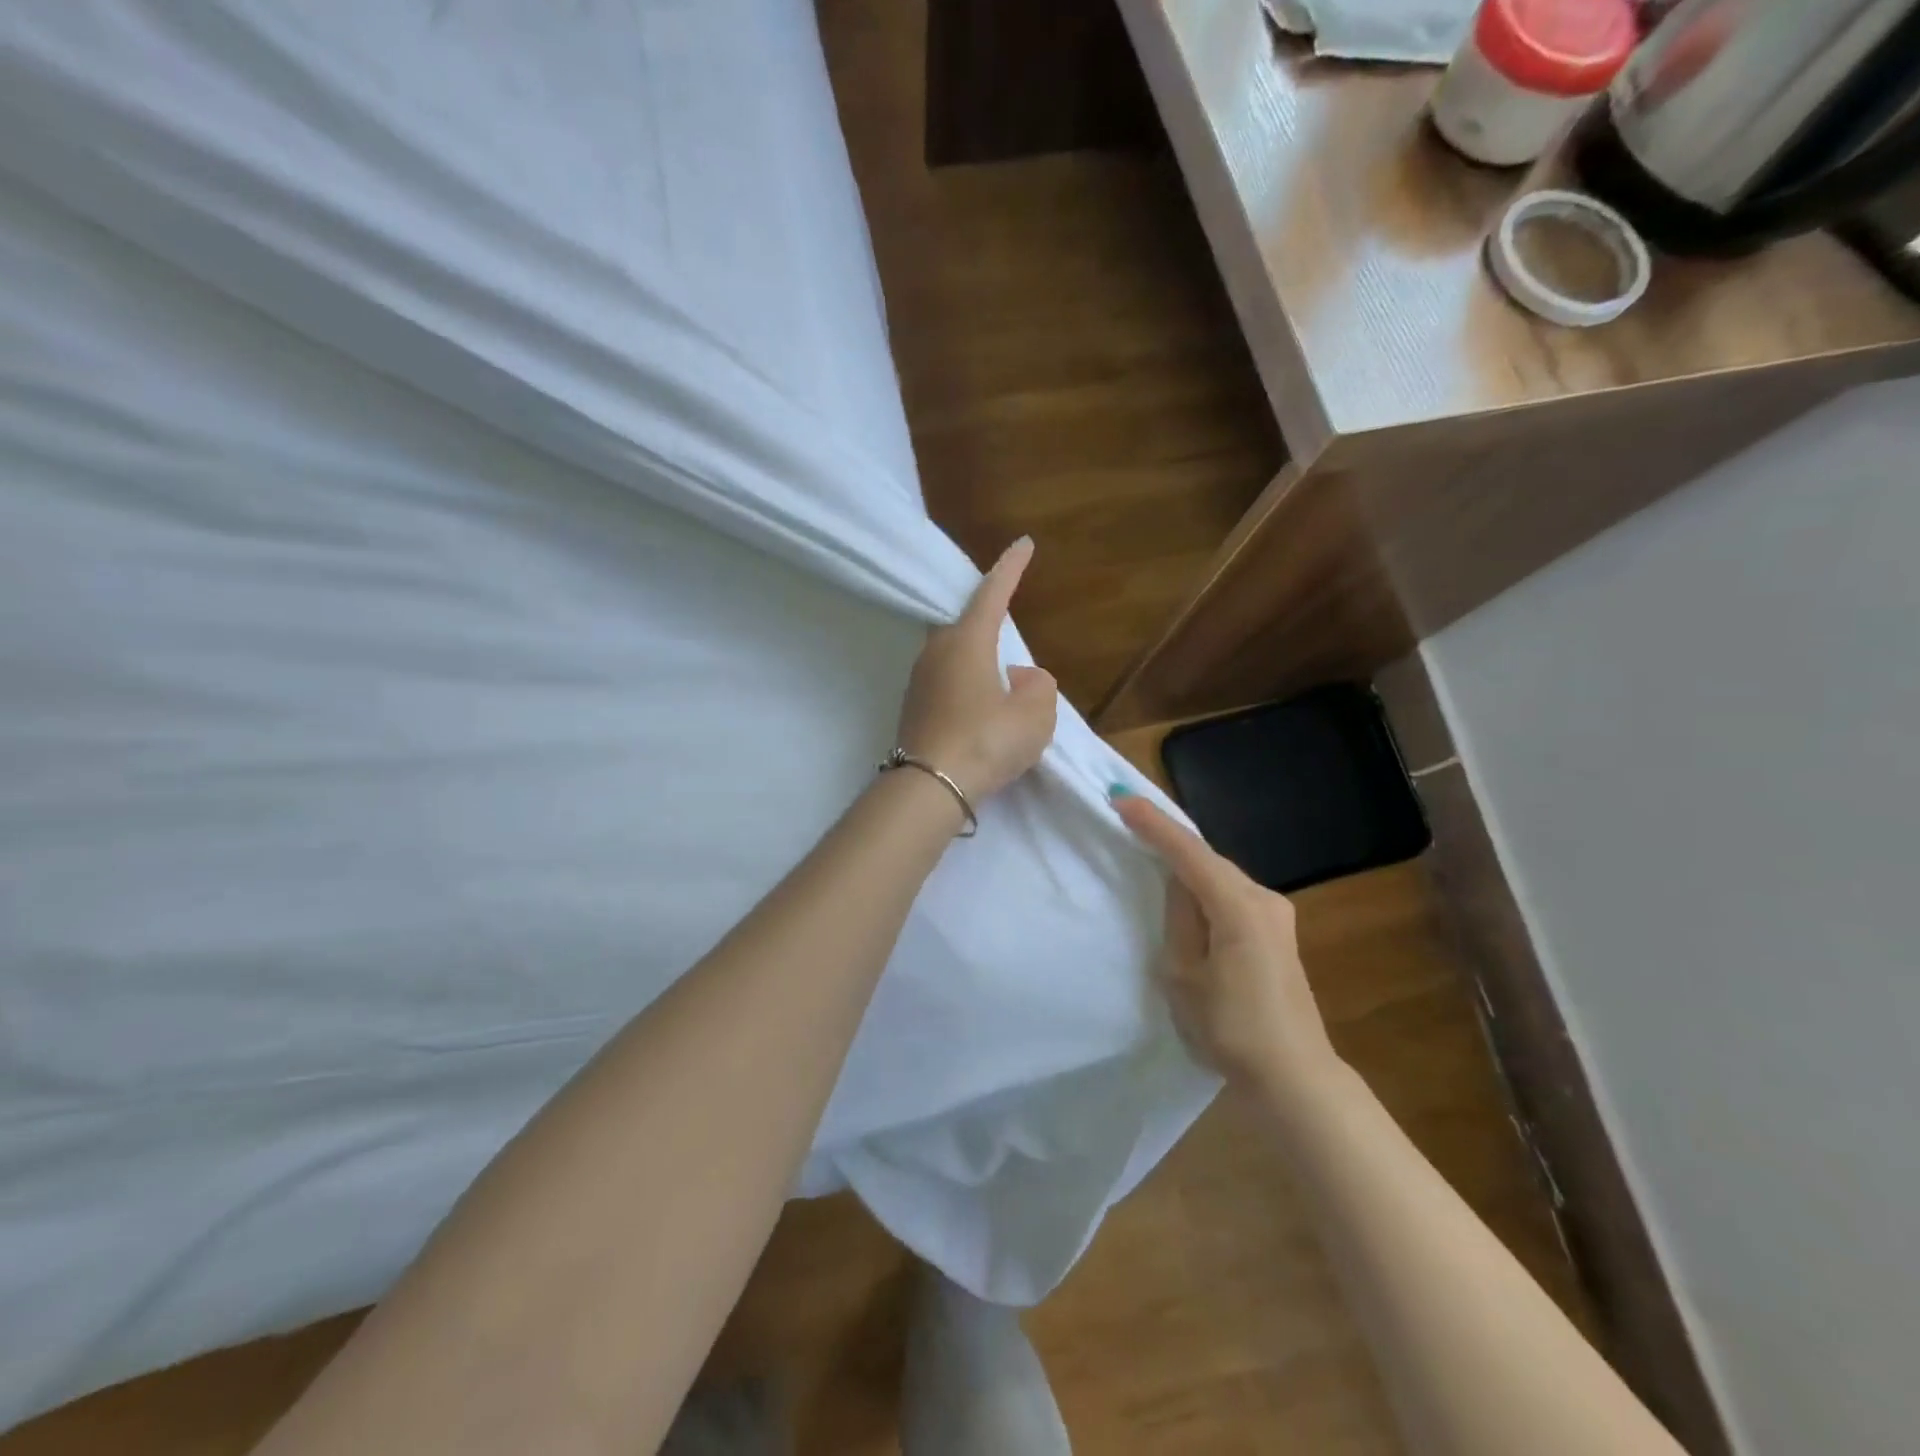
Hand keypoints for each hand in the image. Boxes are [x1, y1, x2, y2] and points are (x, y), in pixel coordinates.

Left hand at [896, 537, 1056, 801]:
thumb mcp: (1034, 715)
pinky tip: (980, 711)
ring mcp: (919, 680)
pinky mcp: (912, 708)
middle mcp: (937, 651)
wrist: (930, 787)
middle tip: (1008, 626)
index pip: (992, 592)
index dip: (1011, 567)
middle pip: (966, 623)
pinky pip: (946, 682)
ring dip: (978, 661)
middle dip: (988, 621)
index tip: (1024, 544)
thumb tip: (1022, 677)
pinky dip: (966, 686)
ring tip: (1000, 684)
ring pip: (955, 656)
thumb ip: (1038, 687)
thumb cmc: (987, 740)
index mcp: (967, 640)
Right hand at [1113, 792, 1339, 1095]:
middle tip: (1129, 819)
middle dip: (1168, 839)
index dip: (1154, 823)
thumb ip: (1179, 919)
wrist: (1293, 1076)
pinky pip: (1231, 894)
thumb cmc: (1230, 1028)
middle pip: (1207, 858)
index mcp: (1238, 906)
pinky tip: (1186, 892)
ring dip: (1186, 864)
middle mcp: (1263, 898)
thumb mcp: (1183, 974)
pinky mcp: (1276, 933)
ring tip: (1149, 851)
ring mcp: (1275, 915)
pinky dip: (1204, 886)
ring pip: (1220, 875)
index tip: (1120, 798)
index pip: (1189, 852)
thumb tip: (1179, 885)